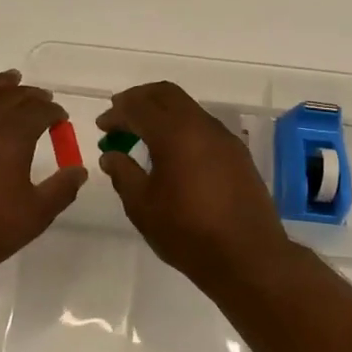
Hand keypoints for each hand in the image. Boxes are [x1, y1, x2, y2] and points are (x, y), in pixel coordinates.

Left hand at [0, 67, 85, 289]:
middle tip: (42, 99)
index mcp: (13, 137)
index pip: (40, 112)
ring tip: (11, 77)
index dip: (54, 113)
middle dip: (32, 95)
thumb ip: (62, 189)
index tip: (61, 119)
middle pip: (12, 97)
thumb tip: (80, 169)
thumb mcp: (35, 215)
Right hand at [97, 81, 298, 292]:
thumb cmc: (188, 232)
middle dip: (139, 100)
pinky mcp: (237, 154)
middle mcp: (202, 126)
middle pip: (166, 94)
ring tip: (142, 136)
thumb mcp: (143, 206)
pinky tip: (172, 153)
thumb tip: (111, 155)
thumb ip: (123, 174)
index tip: (102, 126)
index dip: (116, 112)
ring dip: (162, 113)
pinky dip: (181, 128)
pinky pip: (203, 126)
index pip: (139, 106)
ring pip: (188, 108)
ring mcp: (224, 138)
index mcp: (174, 133)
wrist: (249, 257)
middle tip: (120, 116)